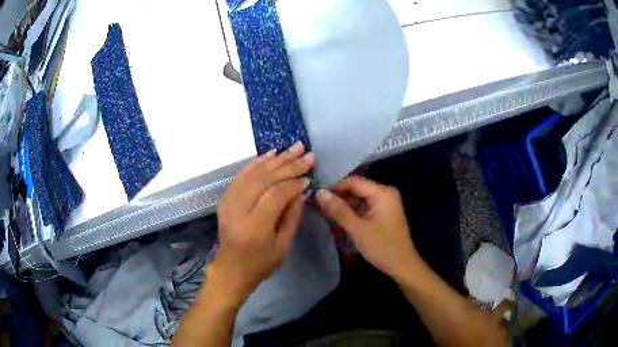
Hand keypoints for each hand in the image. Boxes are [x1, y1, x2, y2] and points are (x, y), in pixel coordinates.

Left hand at [209, 142, 313, 305]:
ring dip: (275, 159)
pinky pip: (241, 175)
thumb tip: (303, 190)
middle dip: (288, 165)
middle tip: (306, 154)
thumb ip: (293, 216)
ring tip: (294, 148)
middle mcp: (238, 211)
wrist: (231, 269)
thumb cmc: (261, 263)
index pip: (275, 195)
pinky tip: (271, 154)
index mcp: (254, 227)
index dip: (293, 183)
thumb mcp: (283, 246)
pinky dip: (256, 162)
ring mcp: (228, 202)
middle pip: (264, 180)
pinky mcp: (225, 198)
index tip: (308, 177)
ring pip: (253, 173)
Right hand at [316, 175, 419, 278]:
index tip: (315, 196)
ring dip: (343, 205)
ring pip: (359, 198)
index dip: (334, 187)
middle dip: (337, 196)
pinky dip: (351, 212)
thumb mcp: (357, 229)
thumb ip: (338, 210)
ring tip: (323, 212)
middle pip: (356, 188)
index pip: (353, 181)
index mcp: (382, 192)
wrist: (402, 266)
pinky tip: (337, 218)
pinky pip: (364, 206)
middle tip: (316, 205)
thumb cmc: (382, 247)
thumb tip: (319, 193)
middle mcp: (385, 193)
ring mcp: (385, 203)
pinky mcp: (383, 213)